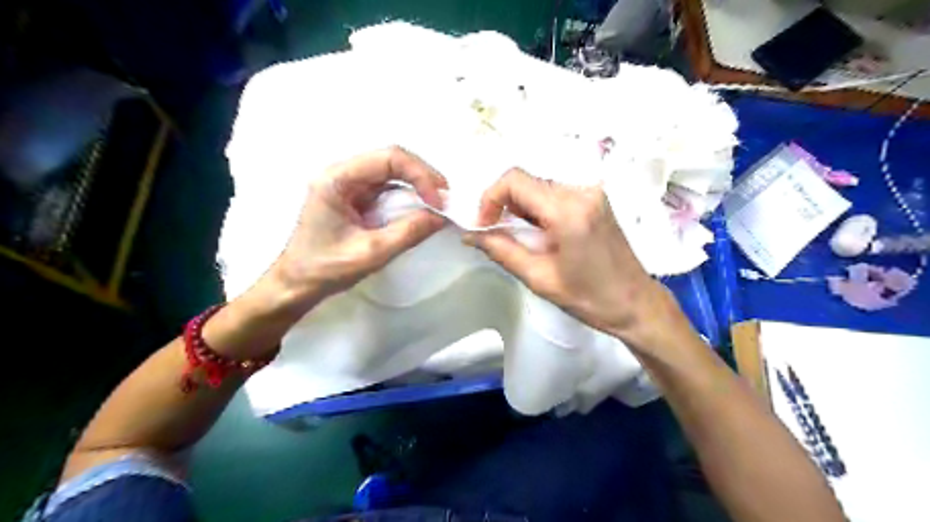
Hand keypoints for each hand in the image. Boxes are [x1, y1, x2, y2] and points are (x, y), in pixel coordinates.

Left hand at [265, 145, 450, 312]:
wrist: (296, 284)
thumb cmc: (325, 269)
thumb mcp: (371, 253)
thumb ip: (408, 232)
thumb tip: (442, 216)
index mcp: (338, 179)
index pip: (388, 158)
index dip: (420, 174)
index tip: (439, 201)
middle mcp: (343, 174)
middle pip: (392, 160)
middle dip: (423, 177)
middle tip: (445, 200)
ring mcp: (349, 185)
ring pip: (392, 172)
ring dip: (418, 185)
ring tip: (439, 204)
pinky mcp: (356, 198)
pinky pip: (388, 188)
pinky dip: (409, 197)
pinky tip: (422, 209)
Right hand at [464, 169, 677, 344]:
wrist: (635, 303)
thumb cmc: (588, 298)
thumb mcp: (538, 278)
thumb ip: (501, 250)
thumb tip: (470, 235)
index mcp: (568, 211)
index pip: (514, 180)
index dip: (490, 198)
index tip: (484, 225)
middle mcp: (581, 191)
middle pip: (526, 181)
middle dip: (503, 205)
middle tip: (498, 235)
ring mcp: (591, 192)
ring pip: (538, 186)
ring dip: (520, 208)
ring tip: (522, 240)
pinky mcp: (595, 198)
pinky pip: (554, 193)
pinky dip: (537, 209)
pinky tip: (541, 234)